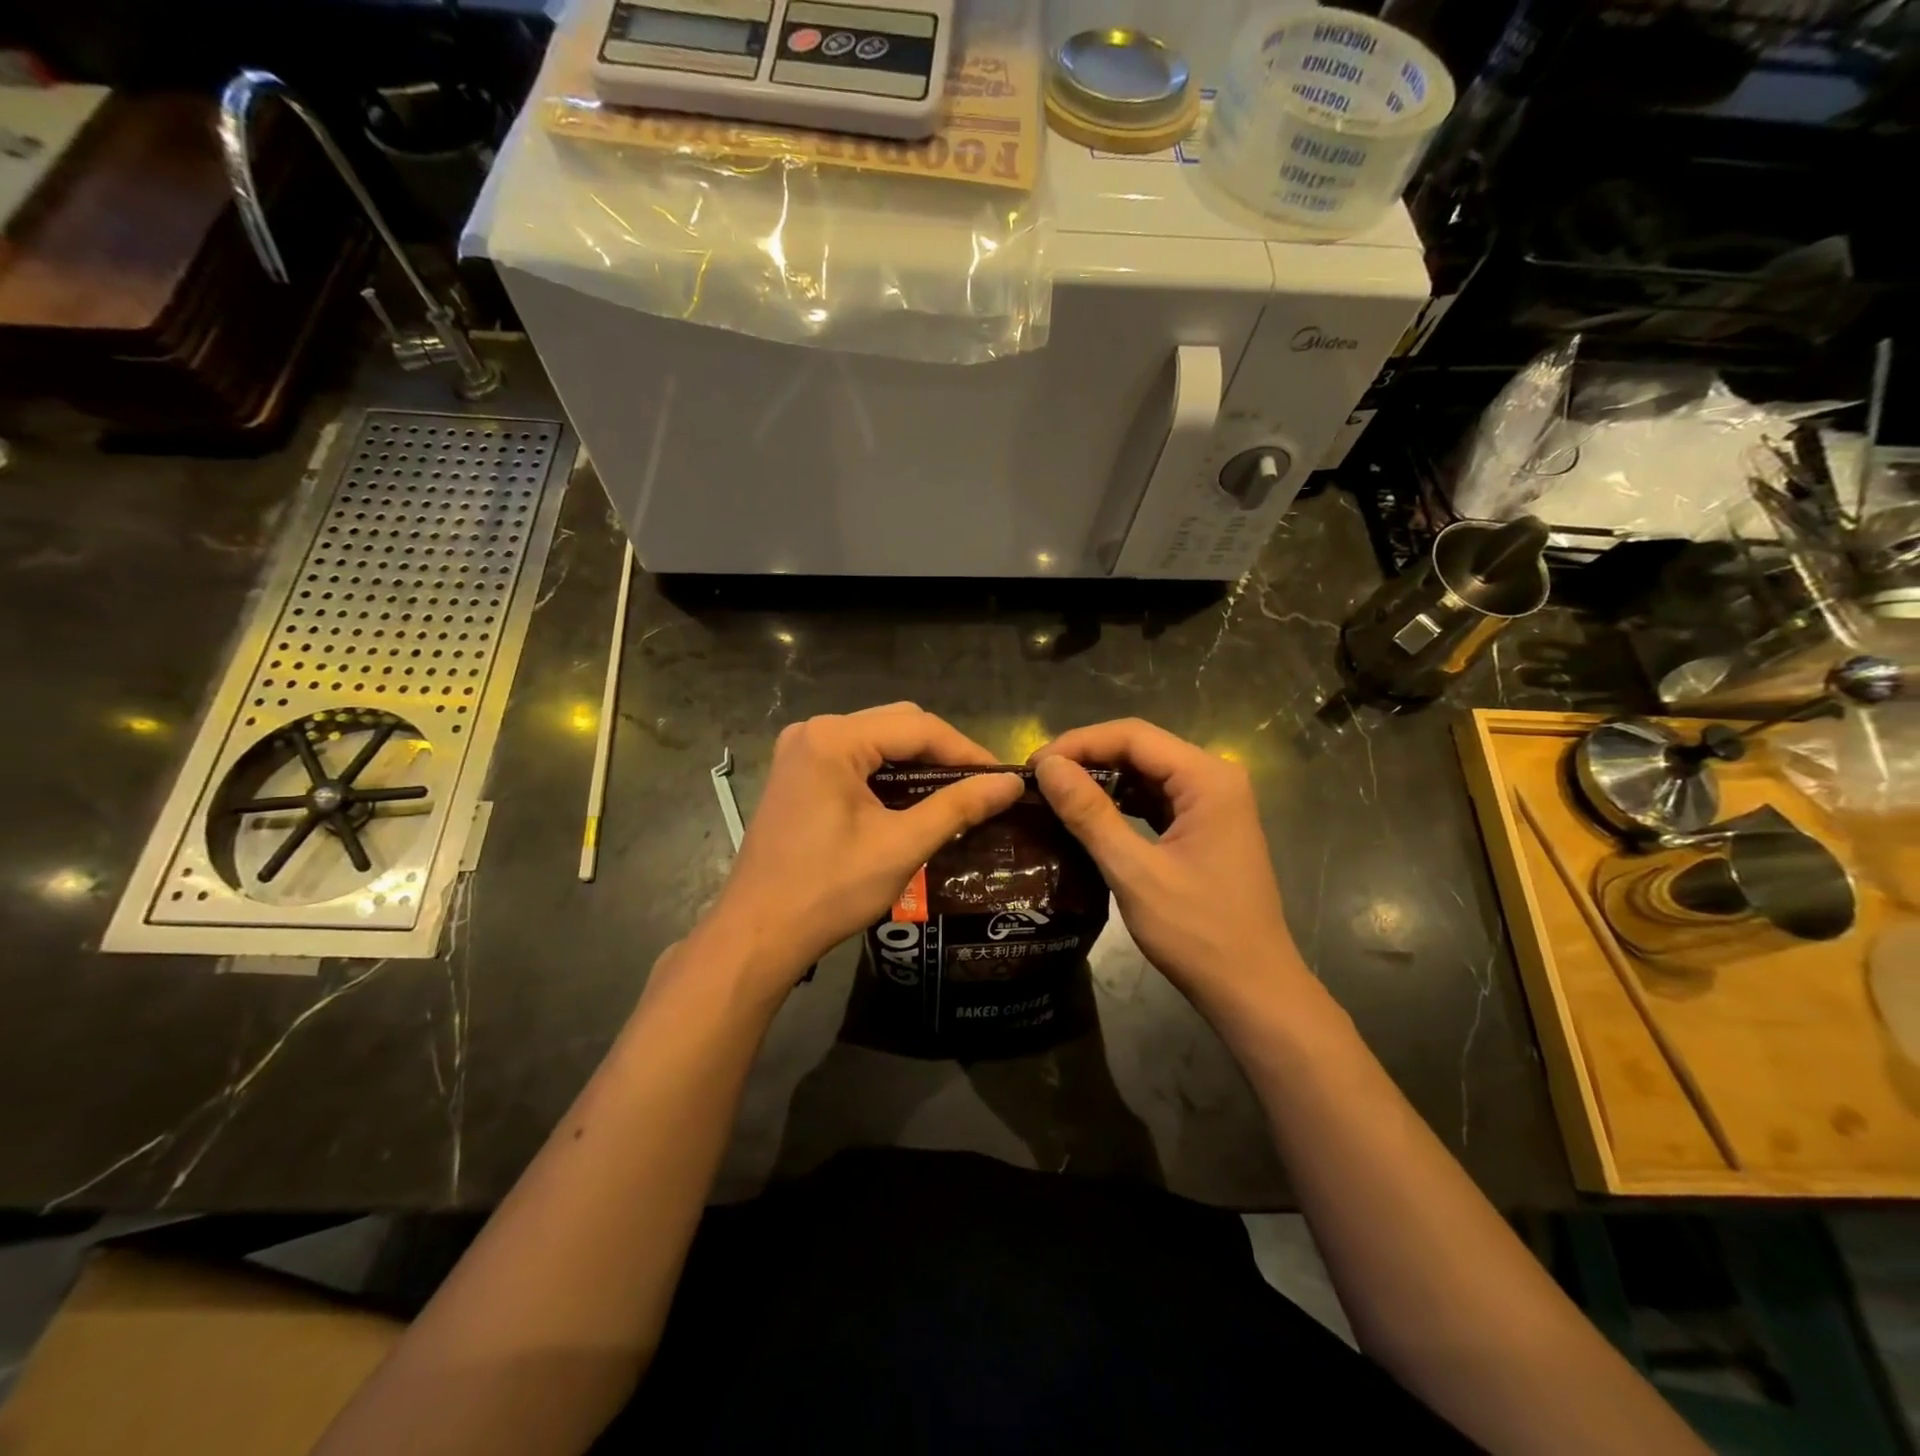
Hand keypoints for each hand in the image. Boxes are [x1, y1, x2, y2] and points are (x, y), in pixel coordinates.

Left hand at [704, 704, 1022, 986]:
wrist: (758, 934)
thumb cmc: (829, 890)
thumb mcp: (901, 846)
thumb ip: (958, 807)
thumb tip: (1012, 784)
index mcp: (833, 738)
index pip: (918, 728)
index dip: (966, 751)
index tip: (1004, 778)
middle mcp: (813, 731)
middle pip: (897, 725)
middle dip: (943, 753)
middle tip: (982, 787)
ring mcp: (800, 751)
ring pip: (877, 741)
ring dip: (917, 764)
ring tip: (958, 794)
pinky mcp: (797, 774)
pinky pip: (855, 759)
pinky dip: (888, 775)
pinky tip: (914, 800)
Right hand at [1032, 720, 1310, 1019]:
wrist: (1252, 990)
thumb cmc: (1198, 933)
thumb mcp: (1135, 872)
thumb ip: (1089, 814)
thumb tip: (1048, 767)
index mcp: (1208, 778)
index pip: (1133, 736)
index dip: (1078, 743)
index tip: (1033, 766)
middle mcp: (1215, 778)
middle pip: (1140, 748)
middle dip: (1087, 759)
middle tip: (1037, 781)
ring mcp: (1213, 803)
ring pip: (1146, 773)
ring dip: (1101, 780)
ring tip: (1053, 794)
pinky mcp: (1205, 827)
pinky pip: (1155, 799)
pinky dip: (1120, 802)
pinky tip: (1087, 815)